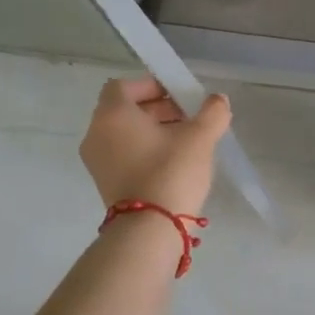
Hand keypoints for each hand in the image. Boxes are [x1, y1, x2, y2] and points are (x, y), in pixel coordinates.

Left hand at [79, 77, 230, 219]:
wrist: (150, 229)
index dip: (151, 85)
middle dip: (158, 108)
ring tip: (186, 141)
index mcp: (113, 115)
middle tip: (189, 117)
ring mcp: (97, 161)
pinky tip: (174, 162)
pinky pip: (123, 154)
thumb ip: (212, 112)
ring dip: (153, 130)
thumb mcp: (200, 138)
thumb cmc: (171, 172)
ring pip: (125, 133)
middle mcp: (97, 134)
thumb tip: (218, 100)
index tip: (178, 95)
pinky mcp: (105, 182)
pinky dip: (144, 150)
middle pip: (125, 109)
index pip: (123, 86)